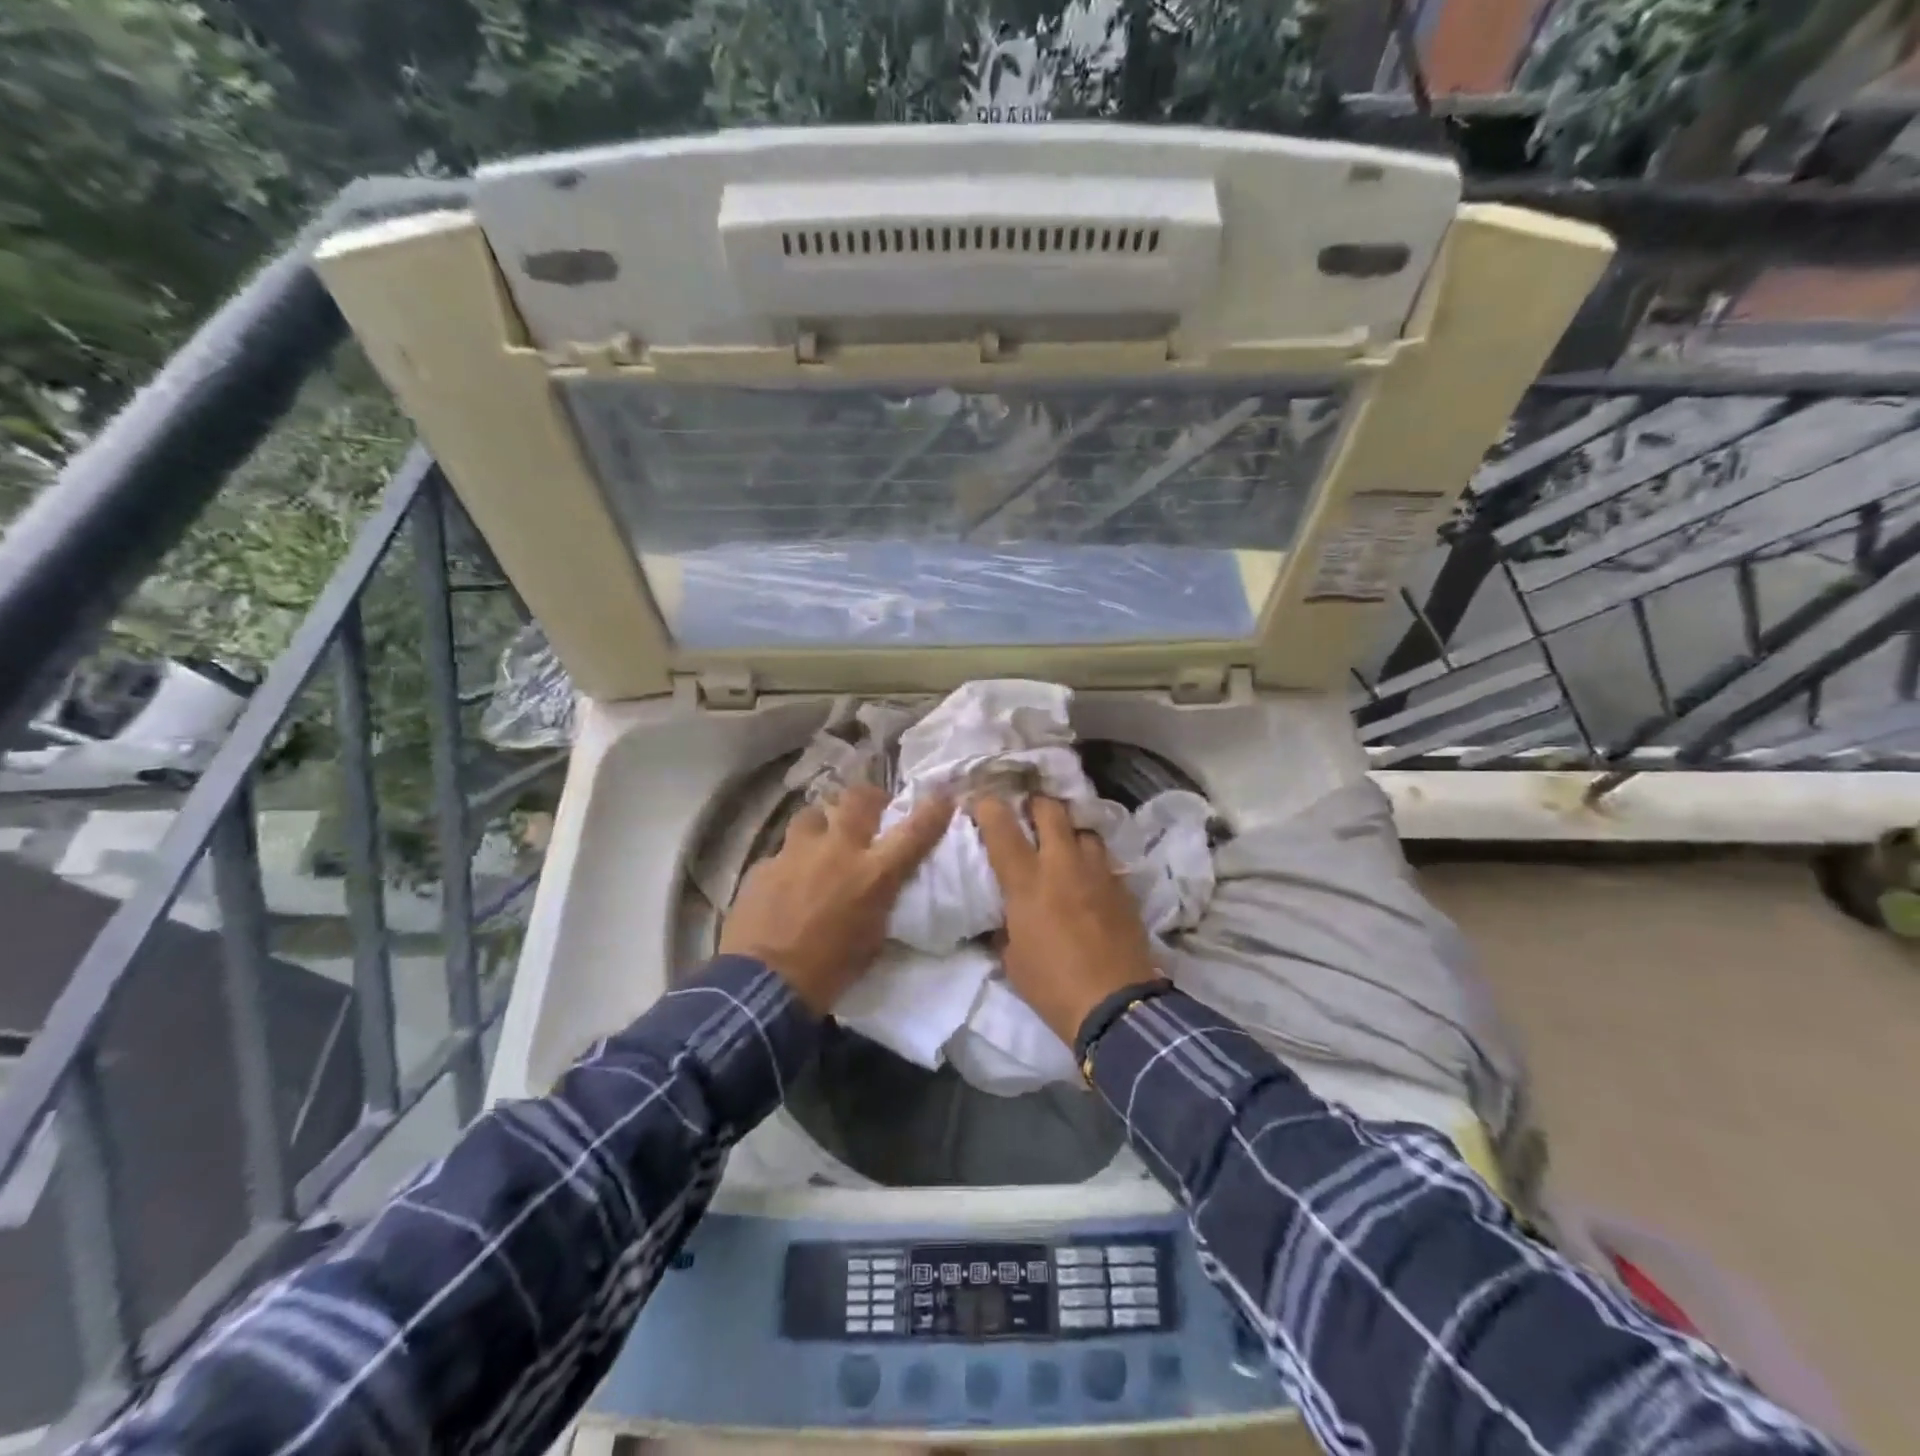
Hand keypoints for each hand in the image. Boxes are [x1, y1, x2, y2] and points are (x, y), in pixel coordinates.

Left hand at [721, 784, 951, 1013]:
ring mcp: (796, 853)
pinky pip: (783, 851)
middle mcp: (837, 851)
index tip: (943, 798)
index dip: (933, 811)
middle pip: (859, 799)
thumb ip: (879, 902)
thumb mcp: (873, 938)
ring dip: (824, 822)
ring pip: (814, 813)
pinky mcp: (764, 864)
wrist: (764, 985)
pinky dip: (792, 861)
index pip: (914, 832)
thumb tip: (880, 889)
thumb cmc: (830, 971)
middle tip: (872, 809)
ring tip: (823, 839)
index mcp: (873, 874)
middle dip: (870, 798)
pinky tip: (787, 881)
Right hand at [971, 794, 1160, 1046]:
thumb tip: (1003, 917)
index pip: (1002, 828)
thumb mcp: (1012, 959)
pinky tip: (1088, 879)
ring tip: (1063, 845)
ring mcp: (1098, 873)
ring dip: (1070, 832)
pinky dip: (1092, 862)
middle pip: (1051, 810)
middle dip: (1036, 804)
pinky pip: (1104, 860)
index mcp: (1027, 882)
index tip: (982, 802)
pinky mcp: (1123, 888)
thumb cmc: (1052, 985)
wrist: (1115, 1005)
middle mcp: (1063, 865)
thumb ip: (1005, 927)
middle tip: (1028, 812)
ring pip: (1084, 830)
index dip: (989, 807)